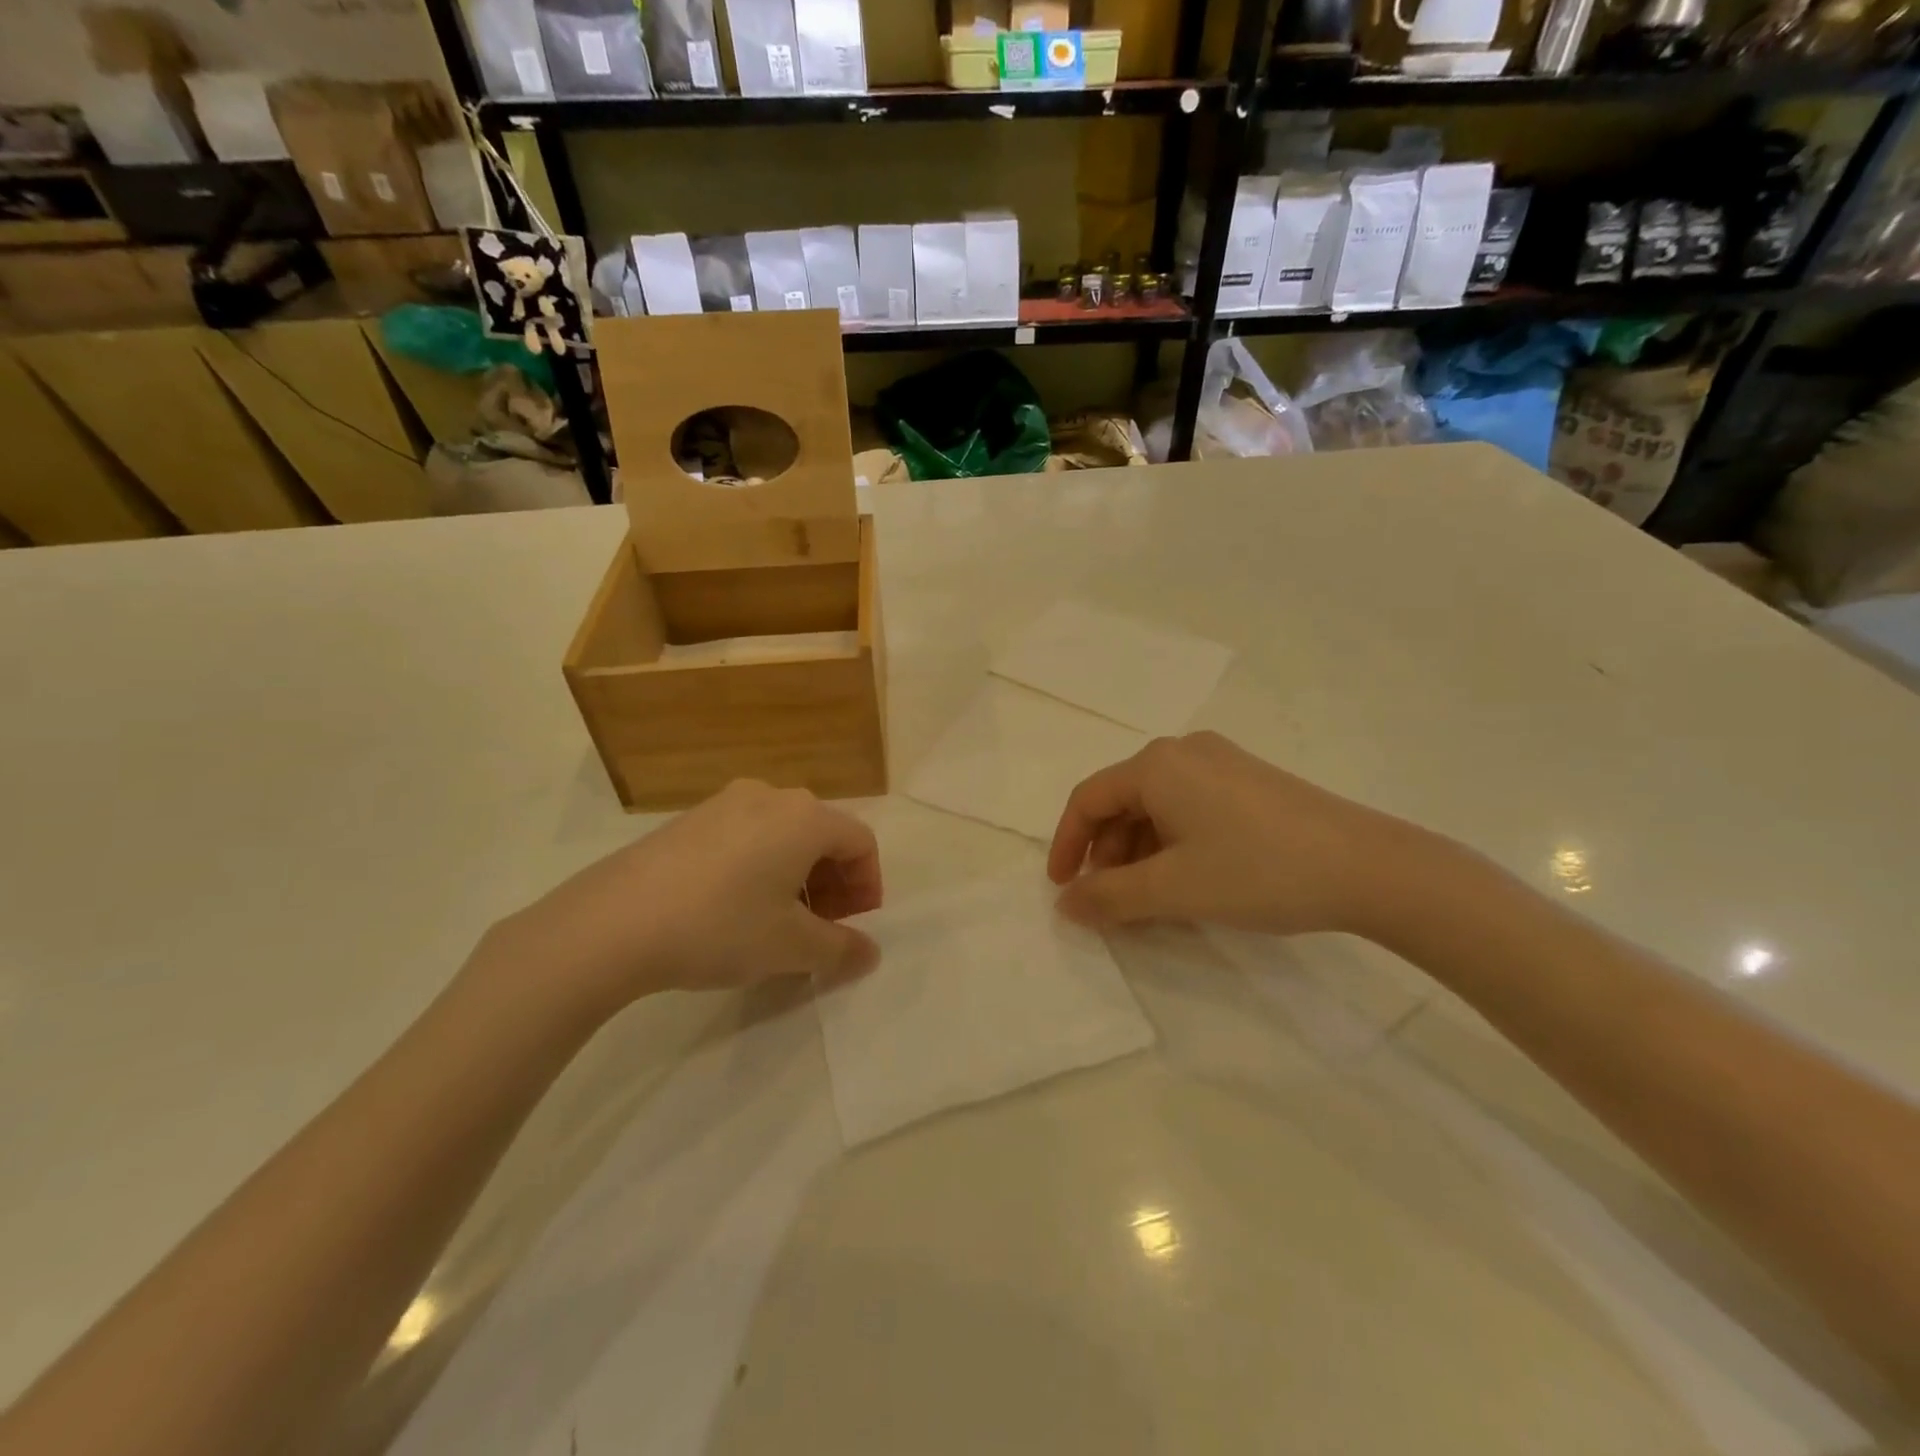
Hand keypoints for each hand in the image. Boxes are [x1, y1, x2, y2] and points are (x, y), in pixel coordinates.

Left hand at [481, 780, 882, 1021]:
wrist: (612, 922)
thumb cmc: (720, 926)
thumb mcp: (790, 948)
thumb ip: (840, 949)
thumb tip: (870, 953)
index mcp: (805, 817)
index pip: (860, 841)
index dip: (868, 886)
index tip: (854, 926)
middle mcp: (770, 796)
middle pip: (822, 835)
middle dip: (833, 883)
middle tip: (822, 928)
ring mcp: (725, 802)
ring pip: (783, 835)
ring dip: (797, 876)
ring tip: (778, 923)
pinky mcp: (690, 819)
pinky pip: (746, 836)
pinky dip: (760, 867)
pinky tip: (734, 909)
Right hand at [1047, 732, 1433, 937]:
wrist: (1370, 867)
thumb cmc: (1257, 870)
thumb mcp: (1173, 890)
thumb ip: (1110, 897)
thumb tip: (1065, 904)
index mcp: (1157, 765)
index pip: (1088, 799)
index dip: (1066, 844)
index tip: (1062, 888)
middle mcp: (1184, 752)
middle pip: (1122, 801)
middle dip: (1106, 853)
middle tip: (1109, 901)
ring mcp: (1222, 763)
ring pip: (1157, 806)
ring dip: (1139, 852)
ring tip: (1148, 900)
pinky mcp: (1250, 782)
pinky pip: (1189, 807)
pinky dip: (1172, 843)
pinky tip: (1187, 879)